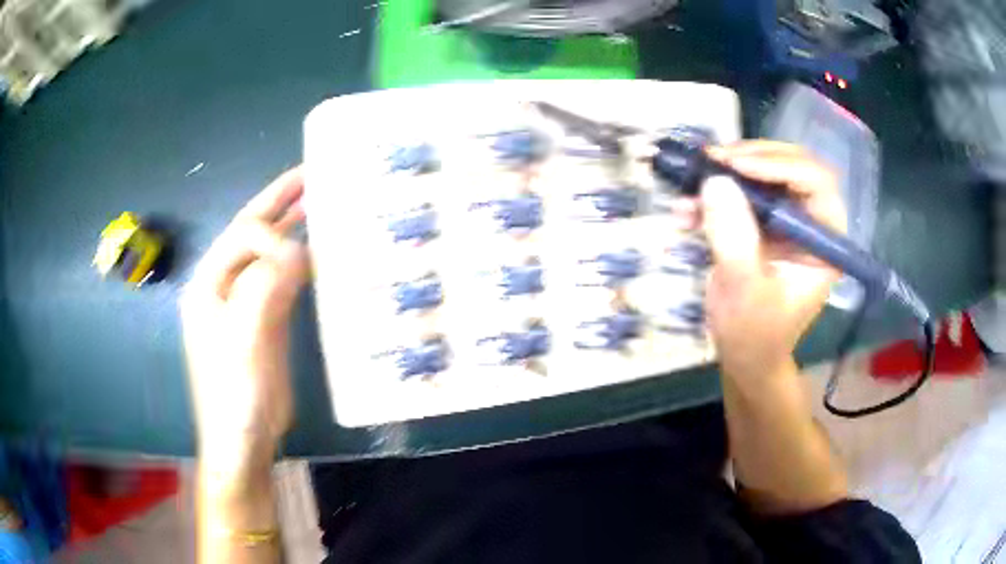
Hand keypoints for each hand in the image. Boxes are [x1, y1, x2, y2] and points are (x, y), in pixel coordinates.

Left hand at [181, 168, 308, 468]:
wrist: (243, 438)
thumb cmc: (235, 392)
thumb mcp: (244, 338)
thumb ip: (266, 287)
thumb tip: (300, 250)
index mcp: (209, 283)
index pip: (242, 236)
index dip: (273, 234)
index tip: (302, 257)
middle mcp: (225, 285)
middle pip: (252, 234)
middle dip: (279, 203)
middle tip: (311, 175)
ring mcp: (245, 304)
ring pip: (270, 256)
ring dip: (293, 229)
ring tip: (321, 203)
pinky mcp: (265, 321)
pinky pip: (283, 282)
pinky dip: (301, 264)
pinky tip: (321, 254)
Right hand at [700, 142, 846, 379]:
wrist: (743, 357)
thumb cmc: (755, 335)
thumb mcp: (744, 290)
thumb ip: (734, 236)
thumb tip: (715, 180)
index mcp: (825, 240)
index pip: (816, 182)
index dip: (779, 165)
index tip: (735, 166)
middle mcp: (810, 222)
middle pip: (789, 166)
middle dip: (749, 159)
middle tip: (711, 161)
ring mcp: (785, 221)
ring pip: (762, 173)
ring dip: (725, 175)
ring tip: (690, 184)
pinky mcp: (761, 224)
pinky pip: (739, 194)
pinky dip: (711, 196)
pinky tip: (685, 210)